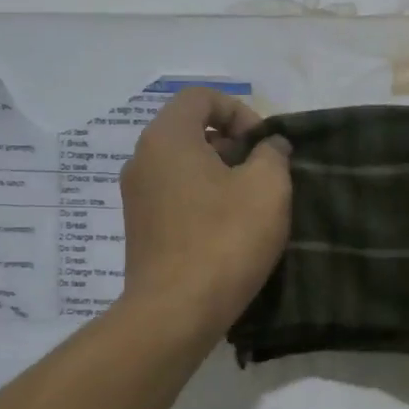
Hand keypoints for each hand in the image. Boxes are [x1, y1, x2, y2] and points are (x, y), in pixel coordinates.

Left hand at [118, 88, 290, 337]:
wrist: (175, 312)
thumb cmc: (224, 240)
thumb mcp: (268, 187)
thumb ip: (273, 154)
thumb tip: (269, 146)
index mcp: (167, 138)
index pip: (200, 96)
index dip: (238, 110)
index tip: (263, 144)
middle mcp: (142, 159)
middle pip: (190, 130)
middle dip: (232, 144)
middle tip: (262, 174)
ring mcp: (136, 196)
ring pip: (183, 165)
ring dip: (220, 174)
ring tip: (251, 205)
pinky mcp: (140, 229)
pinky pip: (175, 195)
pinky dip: (202, 199)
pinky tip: (228, 230)